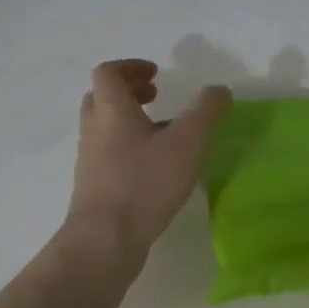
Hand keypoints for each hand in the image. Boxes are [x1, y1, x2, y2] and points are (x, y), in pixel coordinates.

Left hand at [67, 59, 230, 259]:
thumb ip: (206, 111)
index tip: (157, 75)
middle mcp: (94, 130)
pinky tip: (154, 169)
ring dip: (129, 123)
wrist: (105, 240)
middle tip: (156, 97)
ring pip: (104, 129)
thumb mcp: (187, 142)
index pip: (108, 73)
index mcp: (111, 110)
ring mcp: (89, 161)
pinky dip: (128, 150)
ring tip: (162, 135)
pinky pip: (107, 156)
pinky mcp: (94, 188)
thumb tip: (219, 90)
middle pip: (102, 99)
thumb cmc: (145, 182)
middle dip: (129, 93)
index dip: (131, 67)